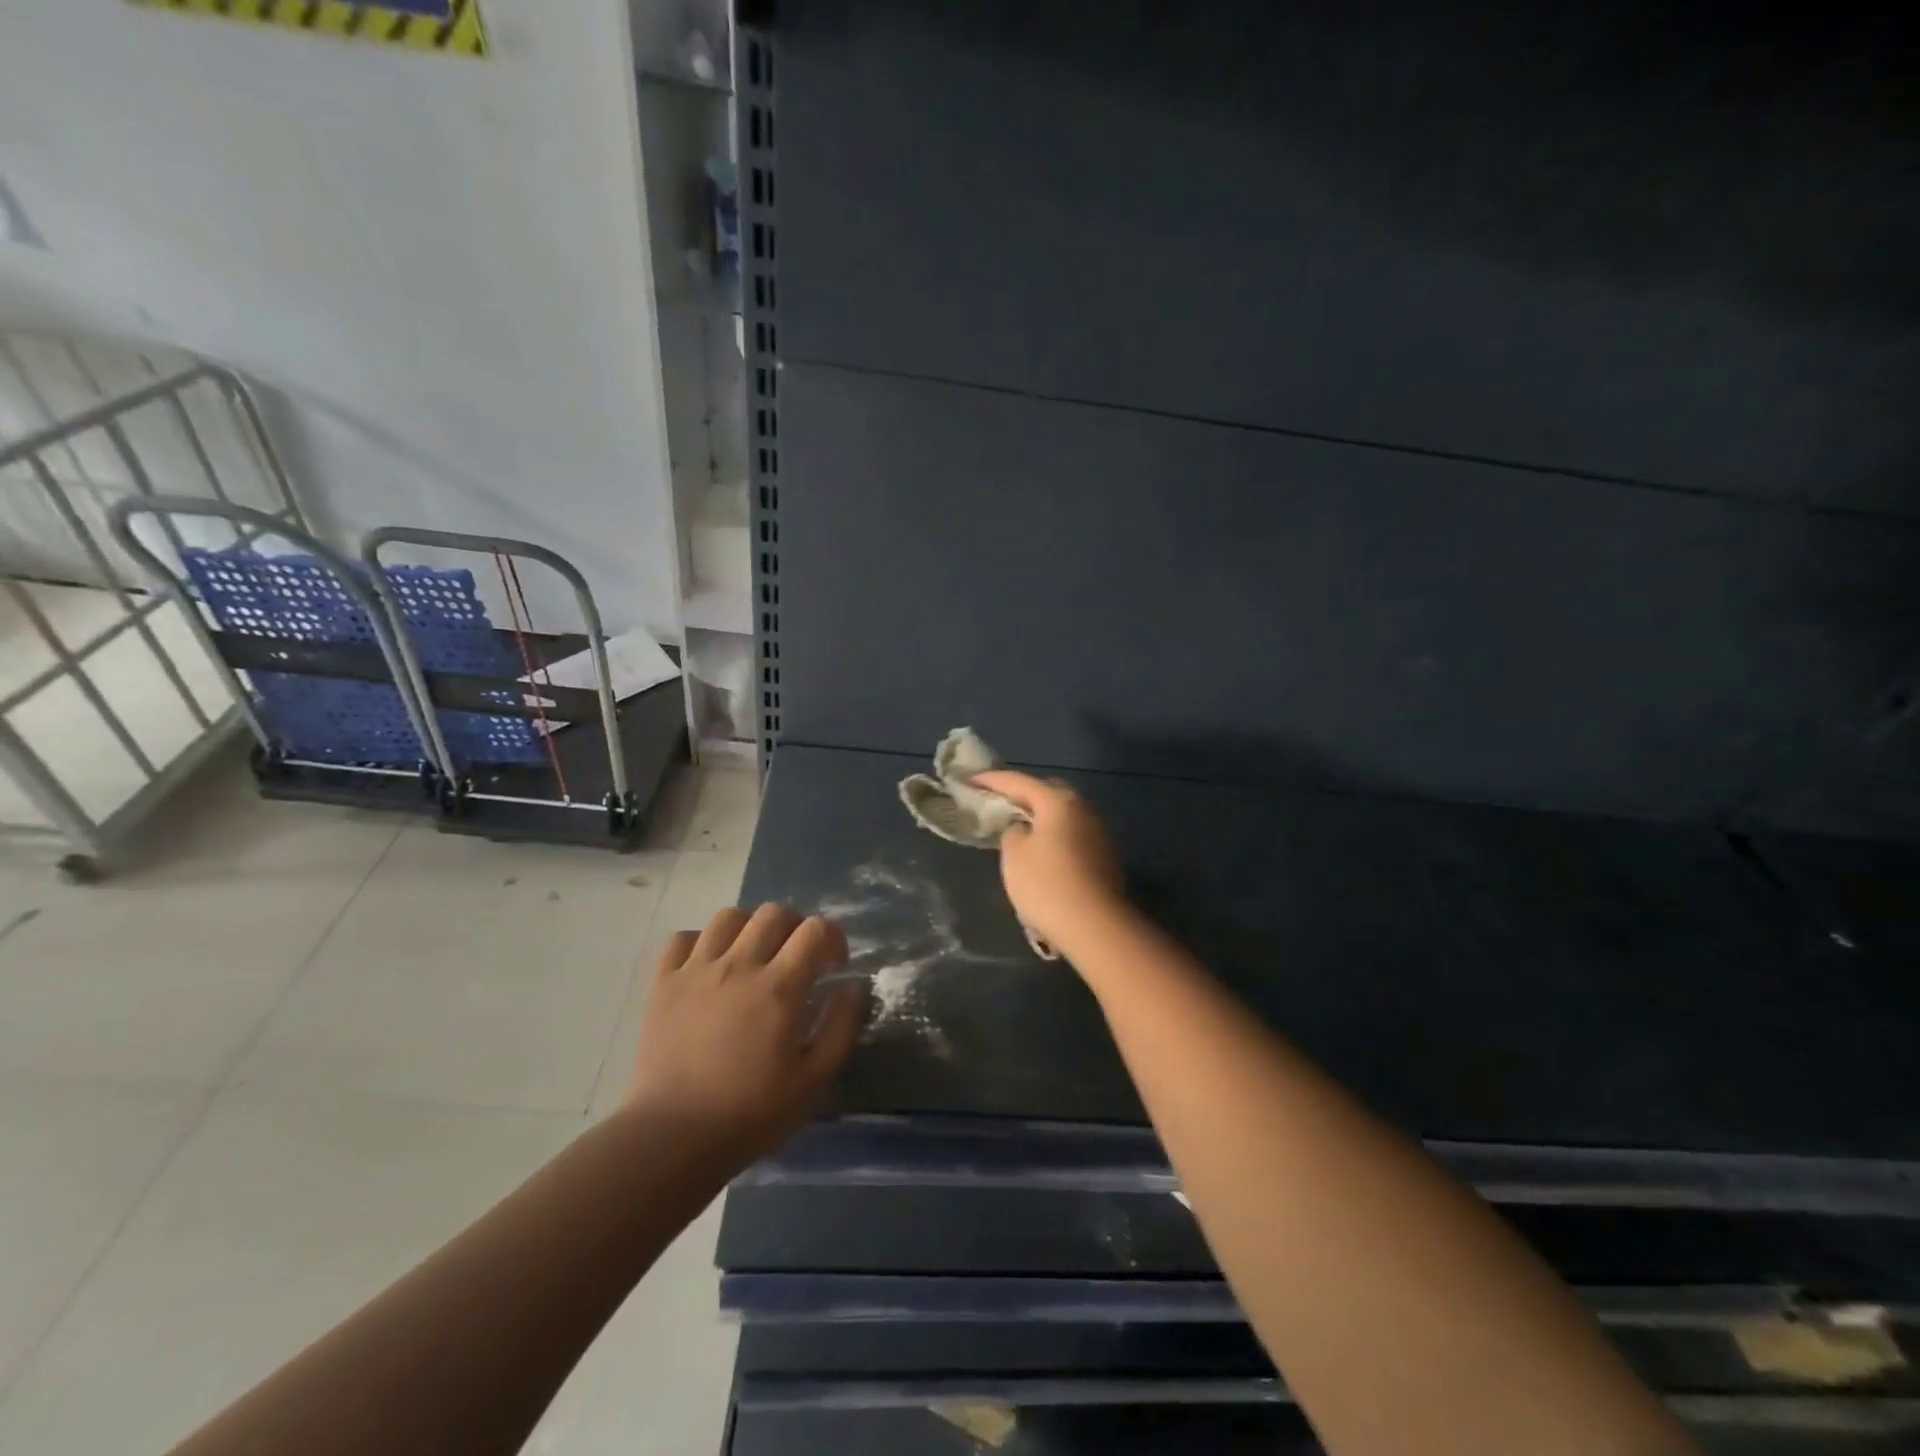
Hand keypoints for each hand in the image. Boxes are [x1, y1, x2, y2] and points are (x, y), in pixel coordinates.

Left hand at [626, 904, 866, 1160]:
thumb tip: (853, 988)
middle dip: (795, 927)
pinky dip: (701, 943)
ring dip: (750, 928)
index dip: (833, 938)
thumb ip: (841, 1027)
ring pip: (729, 917)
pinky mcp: (663, 983)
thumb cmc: (750, 1114)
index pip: (815, 930)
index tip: (834, 965)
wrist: (671, 1139)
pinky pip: (683, 938)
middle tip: (797, 959)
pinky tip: (709, 966)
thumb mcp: (814, 1080)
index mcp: (780, 987)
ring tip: (753, 956)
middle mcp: (740, 965)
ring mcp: (697, 970)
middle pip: (774, 913)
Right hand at [971, 770, 1127, 954]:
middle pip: (1045, 793)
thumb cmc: (1047, 885)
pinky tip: (1039, 851)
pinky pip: (1070, 836)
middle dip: (1019, 795)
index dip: (991, 781)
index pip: (1018, 781)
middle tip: (995, 802)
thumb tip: (1022, 830)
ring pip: (1060, 816)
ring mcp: (1097, 833)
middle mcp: (1082, 809)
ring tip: (1014, 827)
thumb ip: (1012, 833)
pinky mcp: (1103, 857)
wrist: (1096, 928)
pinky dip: (1051, 836)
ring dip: (1038, 818)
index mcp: (1058, 801)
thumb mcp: (1014, 856)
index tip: (969, 781)